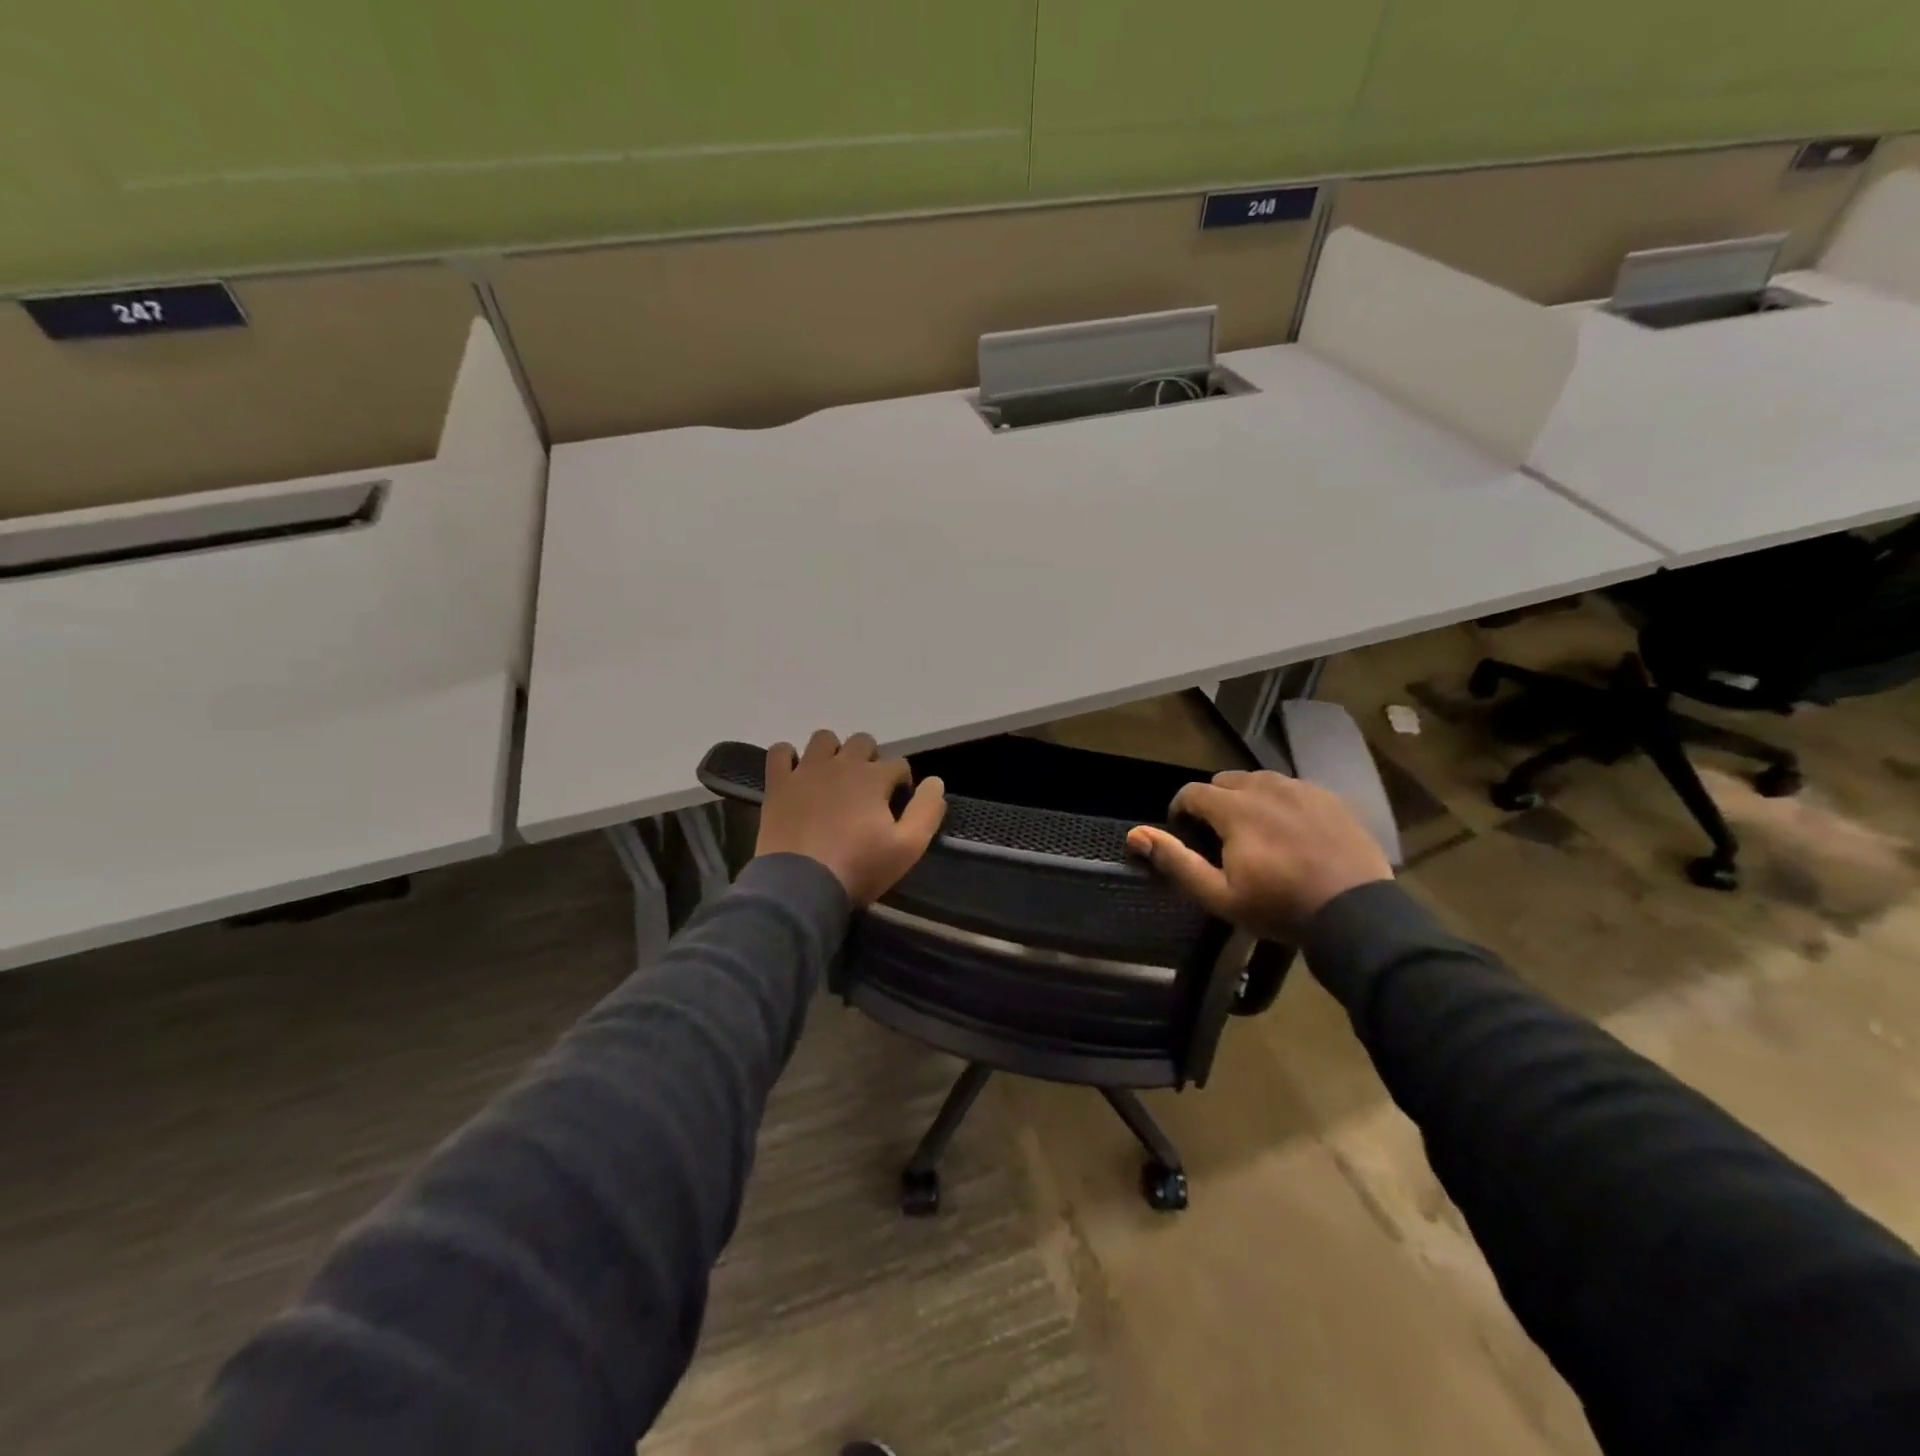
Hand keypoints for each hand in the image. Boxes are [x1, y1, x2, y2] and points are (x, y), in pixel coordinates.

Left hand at [754, 730, 946, 905]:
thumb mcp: (908, 848)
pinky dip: (788, 757)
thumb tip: (936, 782)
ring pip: (823, 739)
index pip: (899, 764)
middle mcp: (841, 764)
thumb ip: (927, 811)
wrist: (800, 886)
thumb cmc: (858, 868)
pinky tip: (795, 774)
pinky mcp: (778, 783)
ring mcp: (806, 771)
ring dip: (833, 752)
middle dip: (870, 759)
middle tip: (867, 791)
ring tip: (833, 778)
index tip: (897, 806)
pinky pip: (780, 752)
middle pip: (862, 742)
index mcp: (874, 778)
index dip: (902, 783)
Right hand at [1126, 770, 1391, 940]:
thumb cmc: (1280, 907)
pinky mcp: (1331, 799)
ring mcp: (1303, 789)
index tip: (1184, 833)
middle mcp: (1267, 787)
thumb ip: (1176, 861)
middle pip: (1226, 781)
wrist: (1357, 914)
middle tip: (1220, 836)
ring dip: (1248, 799)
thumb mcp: (1219, 895)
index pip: (1192, 792)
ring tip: (1255, 831)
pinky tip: (1290, 831)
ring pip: (1261, 781)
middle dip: (1214, 802)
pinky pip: (1294, 789)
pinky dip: (1282, 803)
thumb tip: (1135, 834)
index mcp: (1235, 808)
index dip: (1180, 810)